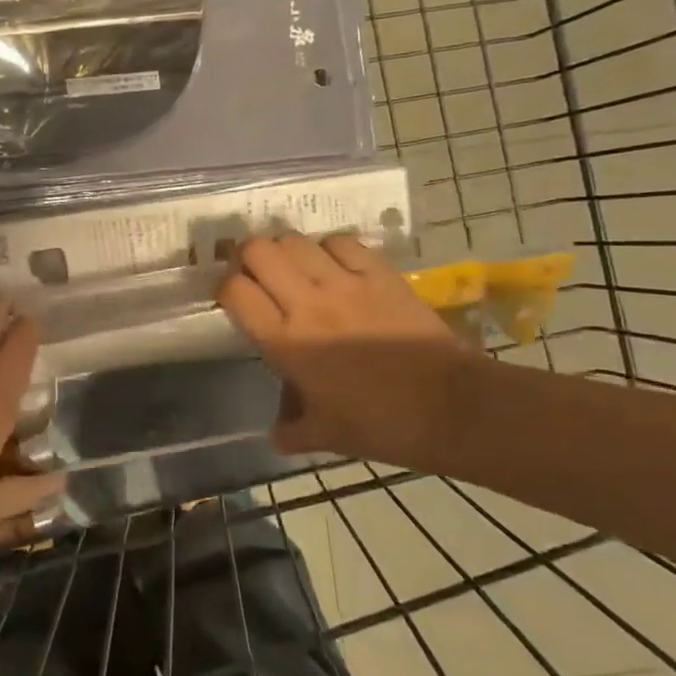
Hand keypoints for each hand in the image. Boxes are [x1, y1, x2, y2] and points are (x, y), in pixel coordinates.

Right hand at [216, 233, 465, 468]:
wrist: (451, 408)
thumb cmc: (381, 425)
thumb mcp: (326, 435)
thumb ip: (292, 431)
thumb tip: (277, 434)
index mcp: (285, 342)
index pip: (234, 291)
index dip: (225, 288)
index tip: (232, 297)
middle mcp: (307, 304)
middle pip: (258, 251)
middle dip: (247, 257)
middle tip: (256, 273)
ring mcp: (345, 284)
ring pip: (295, 240)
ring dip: (286, 249)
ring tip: (294, 266)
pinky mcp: (379, 274)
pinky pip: (341, 242)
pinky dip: (328, 247)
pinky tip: (334, 264)